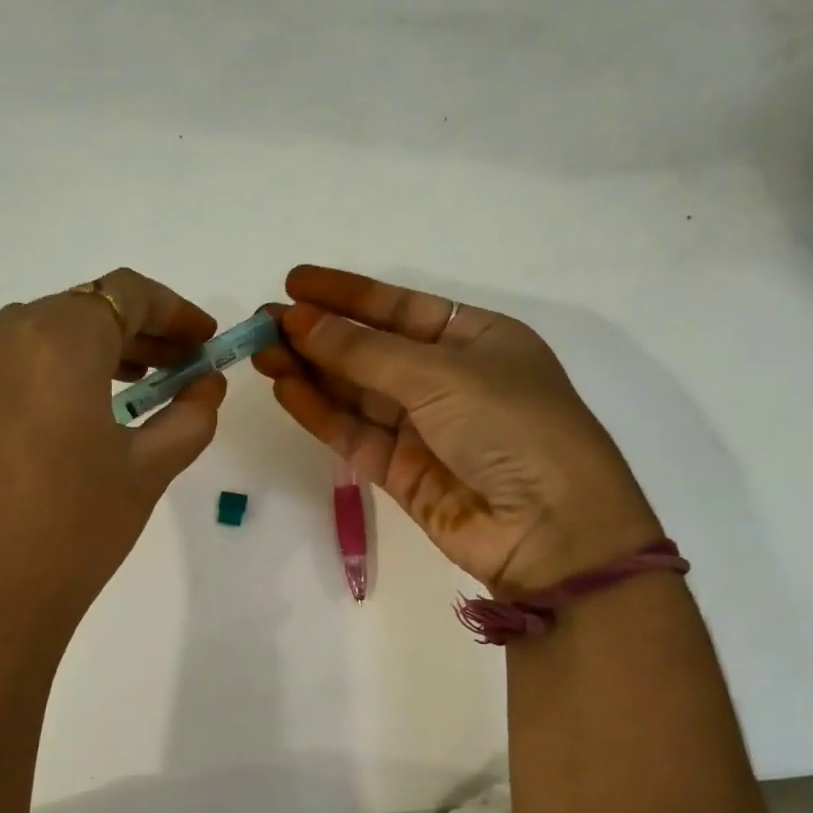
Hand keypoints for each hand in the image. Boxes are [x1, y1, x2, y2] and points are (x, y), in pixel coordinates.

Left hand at [0, 269, 224, 643]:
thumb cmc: (74, 529)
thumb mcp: (147, 470)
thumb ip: (188, 415)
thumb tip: (206, 385)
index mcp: (55, 337)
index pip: (126, 294)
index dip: (176, 311)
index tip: (206, 340)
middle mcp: (1, 334)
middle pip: (84, 309)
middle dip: (141, 332)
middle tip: (183, 367)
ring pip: (45, 334)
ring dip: (98, 351)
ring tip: (140, 389)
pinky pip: (14, 365)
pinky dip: (58, 373)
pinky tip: (83, 414)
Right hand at [254, 265, 658, 595]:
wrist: (550, 530)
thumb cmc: (512, 427)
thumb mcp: (441, 374)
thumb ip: (364, 352)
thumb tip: (299, 319)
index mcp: (476, 340)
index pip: (400, 308)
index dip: (347, 294)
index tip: (295, 282)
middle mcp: (448, 380)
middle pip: (371, 351)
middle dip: (319, 334)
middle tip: (263, 319)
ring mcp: (423, 429)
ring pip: (355, 393)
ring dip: (310, 371)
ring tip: (261, 350)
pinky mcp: (401, 473)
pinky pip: (353, 434)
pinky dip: (319, 412)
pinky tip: (285, 388)